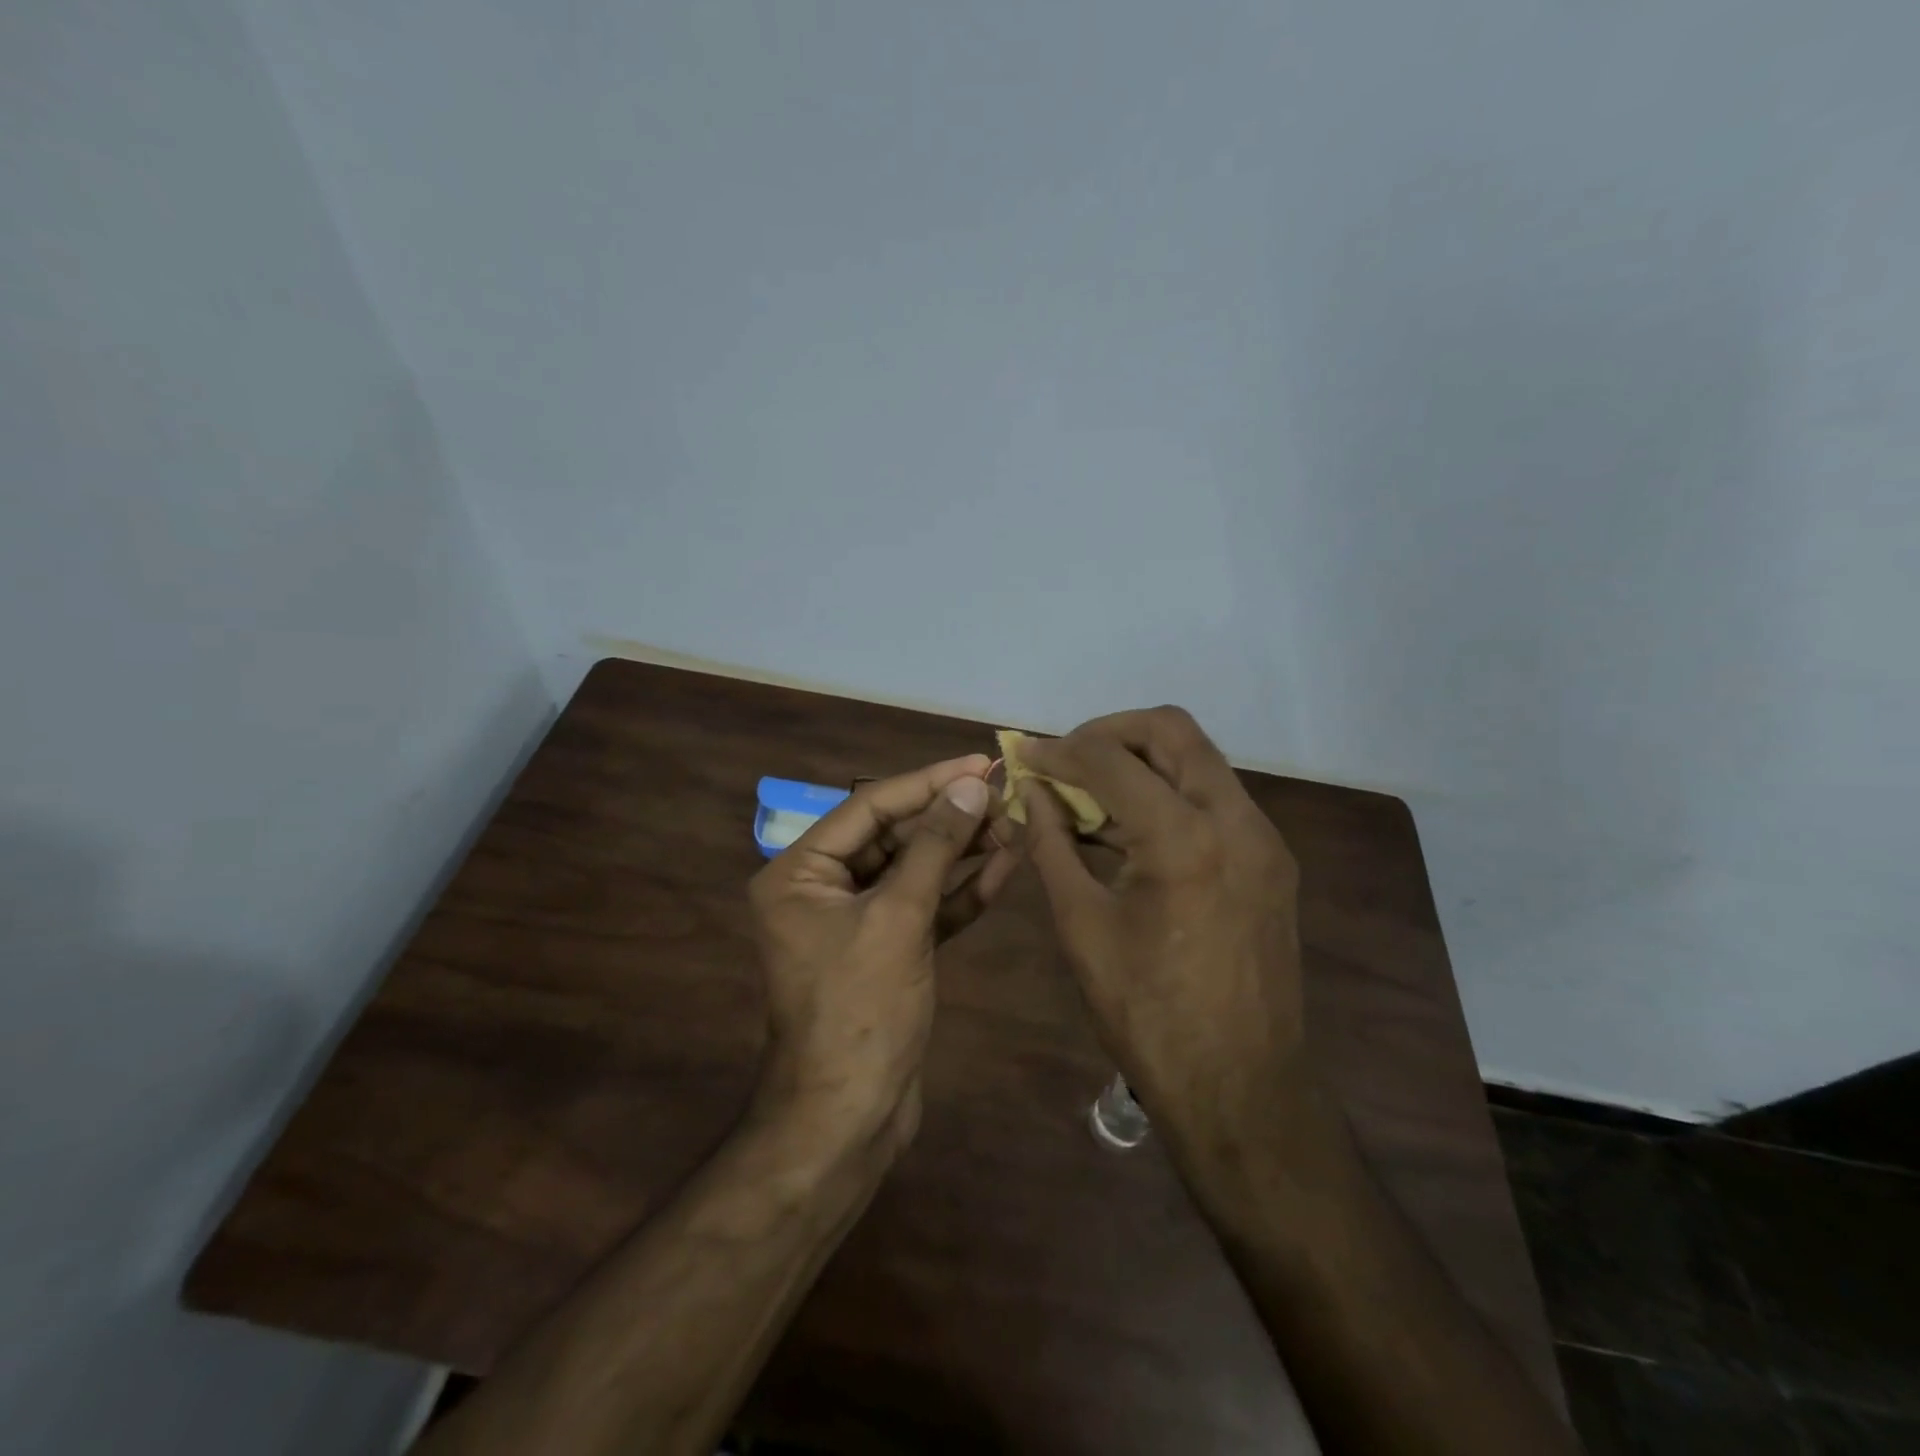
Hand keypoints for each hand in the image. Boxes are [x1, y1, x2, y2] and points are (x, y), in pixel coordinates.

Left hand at [747, 755, 1013, 1154]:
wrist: (849, 1118)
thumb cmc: (860, 1010)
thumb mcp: (898, 918)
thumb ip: (934, 847)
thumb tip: (970, 786)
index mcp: (800, 872)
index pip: (870, 807)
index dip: (927, 782)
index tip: (979, 762)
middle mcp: (823, 889)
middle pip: (894, 835)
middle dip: (950, 816)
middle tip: (1005, 793)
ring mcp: (858, 922)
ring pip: (915, 871)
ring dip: (962, 850)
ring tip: (1014, 822)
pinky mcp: (889, 950)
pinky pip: (926, 907)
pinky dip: (961, 890)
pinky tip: (1004, 865)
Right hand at [1018, 708, 1304, 1151]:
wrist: (1241, 1089)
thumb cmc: (1147, 1014)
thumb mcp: (1082, 924)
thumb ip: (1051, 844)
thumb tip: (1030, 792)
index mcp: (1185, 838)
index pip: (1110, 759)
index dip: (1058, 750)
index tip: (1023, 754)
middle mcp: (1237, 820)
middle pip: (1172, 730)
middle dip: (1109, 732)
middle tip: (1065, 758)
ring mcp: (1264, 838)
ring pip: (1197, 760)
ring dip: (1140, 762)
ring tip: (1089, 793)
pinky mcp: (1272, 860)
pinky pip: (1214, 799)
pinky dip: (1167, 794)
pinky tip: (1129, 828)